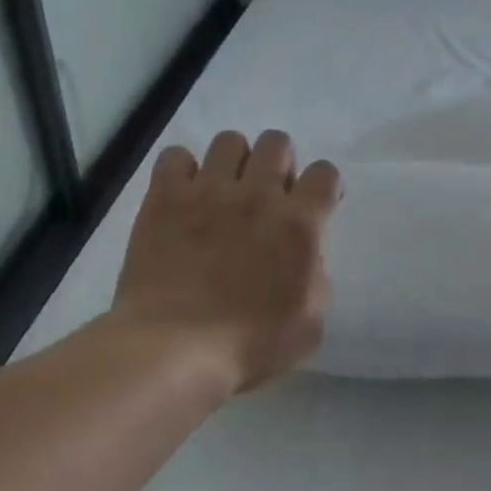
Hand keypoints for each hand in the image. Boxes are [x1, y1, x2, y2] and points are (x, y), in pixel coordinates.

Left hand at [112, 130, 341, 395]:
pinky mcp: (165, 198)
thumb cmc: (249, 346)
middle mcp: (258, 195)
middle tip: (268, 197)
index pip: (325, 173)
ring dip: (234, 162)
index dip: (325, 186)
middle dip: (279, 164)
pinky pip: (176, 156)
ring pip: (230, 140)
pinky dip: (183, 170)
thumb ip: (317, 280)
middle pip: (278, 142)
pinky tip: (183, 196)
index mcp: (299, 224)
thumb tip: (306, 257)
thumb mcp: (309, 325)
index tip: (315, 205)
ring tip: (224, 192)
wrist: (174, 350)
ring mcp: (208, 191)